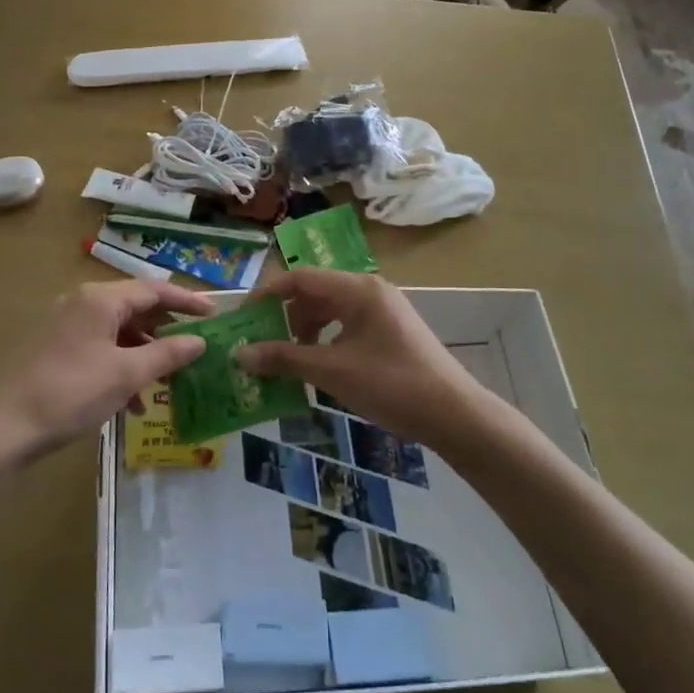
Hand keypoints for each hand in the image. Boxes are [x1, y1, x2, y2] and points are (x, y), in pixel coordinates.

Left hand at [0, 279, 211, 459]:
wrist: (3, 427)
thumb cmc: (70, 393)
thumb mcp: (126, 374)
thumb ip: (167, 355)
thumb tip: (200, 341)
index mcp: (100, 299)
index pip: (154, 290)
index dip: (187, 301)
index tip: (215, 314)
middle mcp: (82, 303)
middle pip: (136, 308)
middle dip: (167, 330)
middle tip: (196, 347)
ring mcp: (66, 325)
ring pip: (118, 331)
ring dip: (145, 354)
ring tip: (169, 381)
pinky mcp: (56, 348)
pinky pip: (100, 347)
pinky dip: (121, 366)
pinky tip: (132, 402)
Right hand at [234, 270, 476, 445]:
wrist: (454, 414)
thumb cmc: (391, 384)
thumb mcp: (331, 371)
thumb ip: (284, 358)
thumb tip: (239, 355)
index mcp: (357, 289)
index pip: (300, 278)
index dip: (268, 295)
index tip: (243, 318)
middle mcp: (370, 291)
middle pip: (314, 293)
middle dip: (285, 317)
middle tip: (262, 345)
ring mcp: (383, 311)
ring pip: (330, 311)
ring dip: (305, 332)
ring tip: (288, 361)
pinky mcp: (390, 331)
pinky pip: (347, 326)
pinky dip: (326, 342)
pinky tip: (318, 368)